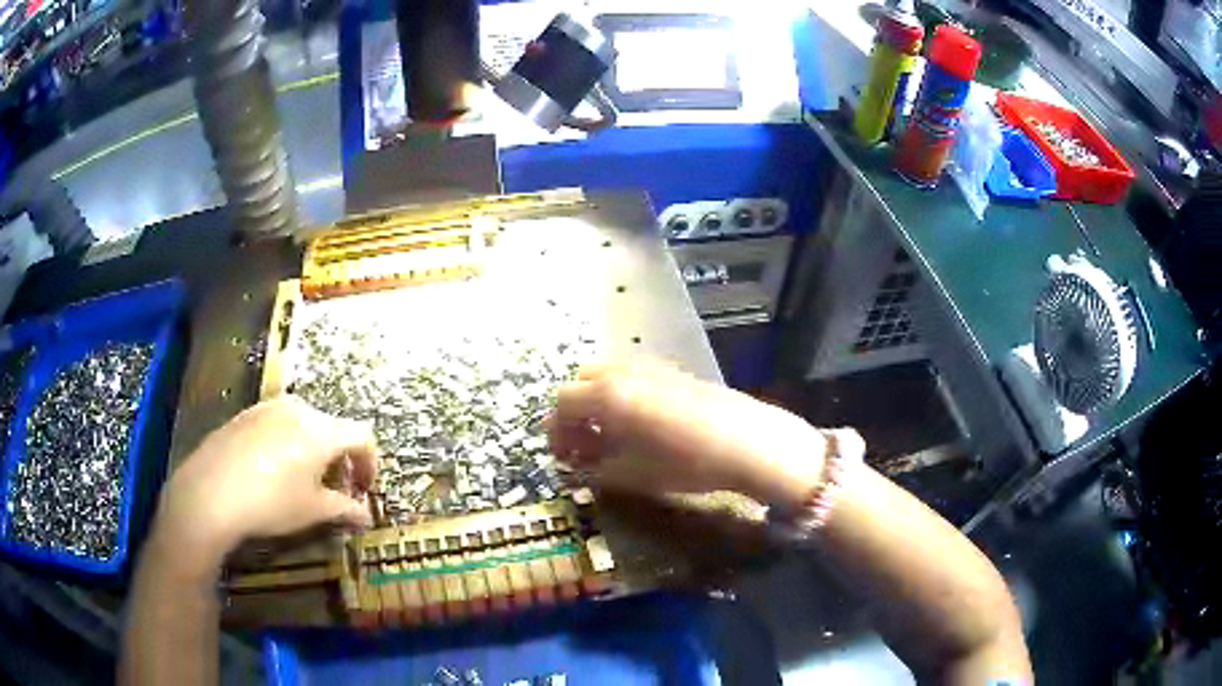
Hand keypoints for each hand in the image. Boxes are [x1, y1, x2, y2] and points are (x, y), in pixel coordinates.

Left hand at [154, 396, 378, 566]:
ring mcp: (268, 407)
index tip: (363, 490)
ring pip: (304, 425)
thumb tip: (365, 516)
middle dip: (340, 459)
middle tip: (334, 491)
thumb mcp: (313, 511)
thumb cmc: (271, 502)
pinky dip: (287, 444)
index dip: (370, 463)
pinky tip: (272, 472)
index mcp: (322, 430)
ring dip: (313, 451)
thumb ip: (345, 509)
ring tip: (302, 481)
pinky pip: (278, 424)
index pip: (362, 436)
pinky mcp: (245, 414)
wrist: (210, 492)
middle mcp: (299, 409)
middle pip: (333, 428)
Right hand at [547, 361, 827, 506]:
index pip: (562, 402)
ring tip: (610, 435)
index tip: (561, 455)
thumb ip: (595, 466)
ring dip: (597, 402)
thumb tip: (577, 461)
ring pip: (607, 376)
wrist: (747, 442)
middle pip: (581, 382)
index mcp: (606, 394)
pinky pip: (632, 377)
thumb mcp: (632, 474)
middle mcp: (623, 371)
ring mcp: (650, 367)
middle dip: (575, 412)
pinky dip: (621, 395)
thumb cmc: (685, 462)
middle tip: (582, 444)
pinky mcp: (673, 370)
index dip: (555, 430)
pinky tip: (640, 424)